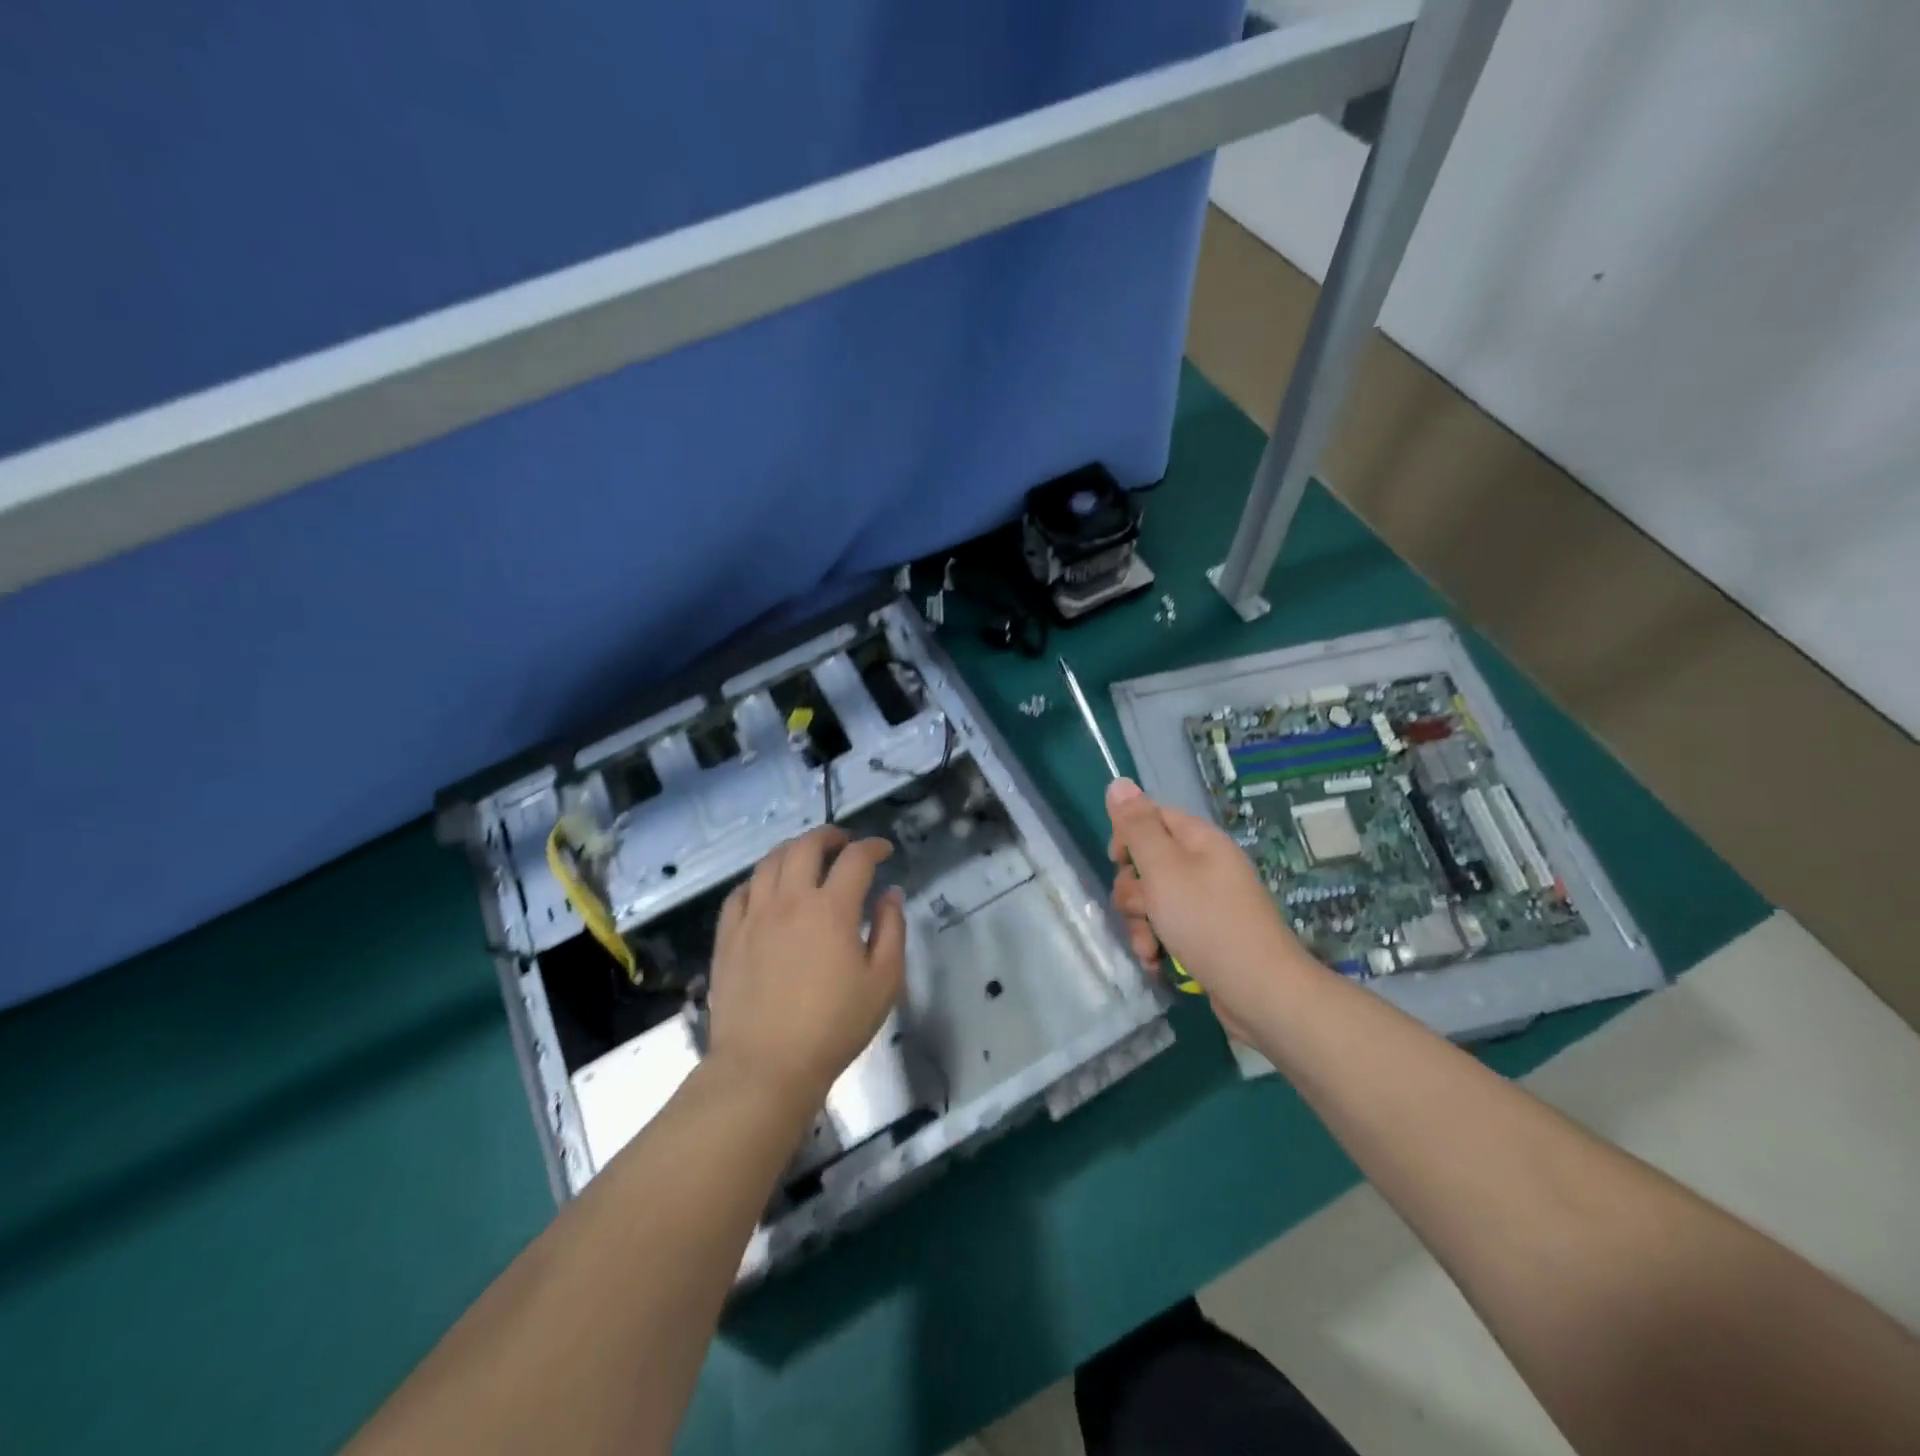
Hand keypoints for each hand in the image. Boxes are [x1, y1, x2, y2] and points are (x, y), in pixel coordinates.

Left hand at [708, 826, 906, 1102]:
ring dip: (793, 850)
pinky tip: (766, 889)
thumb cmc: (833, 1026)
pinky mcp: (728, 936)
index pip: (856, 859)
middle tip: (844, 843)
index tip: (884, 851)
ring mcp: (754, 915)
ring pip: (770, 861)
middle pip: (807, 846)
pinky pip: (740, 892)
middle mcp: (790, 900)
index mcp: (832, 909)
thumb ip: (892, 930)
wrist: (765, 1065)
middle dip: (830, 835)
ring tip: (806, 857)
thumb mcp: (884, 982)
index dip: (873, 847)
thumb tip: (890, 895)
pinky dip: (758, 879)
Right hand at [1106, 778, 1306, 1038]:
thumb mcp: (1164, 868)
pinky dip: (1157, 944)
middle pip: (1148, 862)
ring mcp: (1206, 903)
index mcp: (1199, 841)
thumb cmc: (1207, 922)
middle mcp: (1204, 866)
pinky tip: (1156, 962)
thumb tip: (1119, 781)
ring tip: (1149, 947)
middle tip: (1141, 909)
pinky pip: (1167, 928)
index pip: (1153, 817)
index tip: (1117, 861)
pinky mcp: (1205, 936)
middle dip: (1133, 891)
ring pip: (1152, 900)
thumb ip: (1138, 827)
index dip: (1128, 835)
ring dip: (1140, 923)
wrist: (1260, 991)